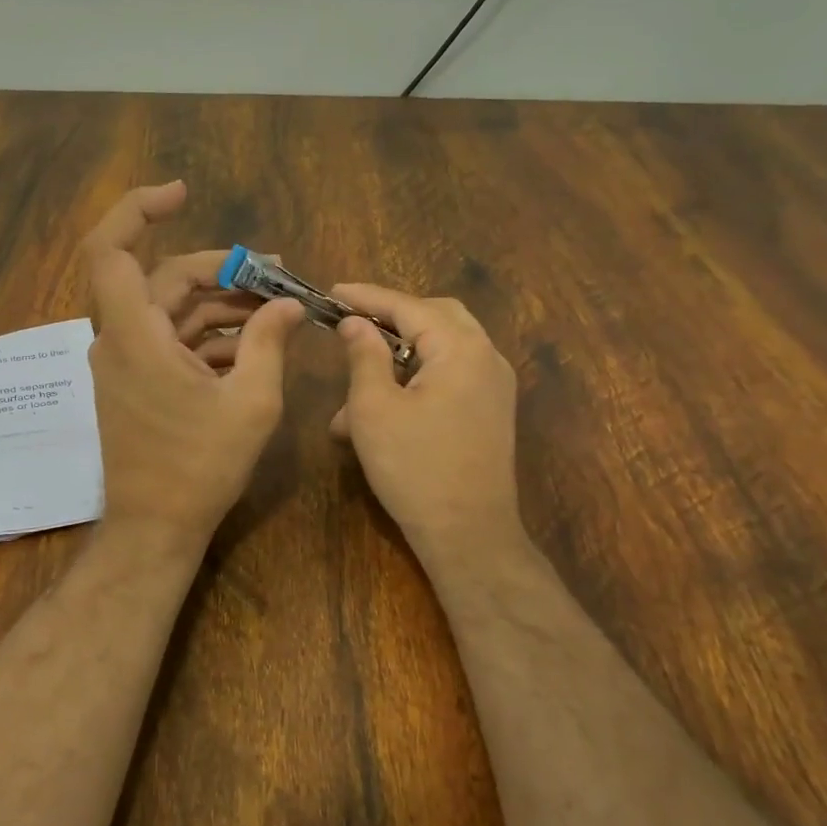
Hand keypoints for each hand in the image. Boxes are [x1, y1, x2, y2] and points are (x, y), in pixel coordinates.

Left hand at [82, 181, 304, 551]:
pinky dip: (209, 335)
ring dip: (222, 304)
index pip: (109, 250)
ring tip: (277, 310)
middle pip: (164, 278)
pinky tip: (254, 345)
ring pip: (172, 310)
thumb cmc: (199, 467)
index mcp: (134, 335)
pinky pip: (172, 341)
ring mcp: (127, 363)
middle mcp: (120, 340)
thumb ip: (269, 344)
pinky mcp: (137, 383)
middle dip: (221, 270)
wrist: (156, 528)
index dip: (137, 210)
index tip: (183, 194)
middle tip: (276, 275)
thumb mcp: (250, 402)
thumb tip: (288, 304)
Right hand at [329, 284, 526, 565]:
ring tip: (349, 397)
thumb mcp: (374, 408)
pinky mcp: (489, 412)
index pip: (409, 306)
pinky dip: (414, 381)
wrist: (468, 534)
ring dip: (396, 360)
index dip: (367, 297)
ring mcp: (493, 386)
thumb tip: (355, 323)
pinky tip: (378, 413)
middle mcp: (486, 358)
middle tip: (351, 325)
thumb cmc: (414, 467)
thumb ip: (364, 355)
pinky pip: (449, 378)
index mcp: (461, 349)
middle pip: (435, 317)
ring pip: (440, 350)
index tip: (333, 291)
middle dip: (390, 319)